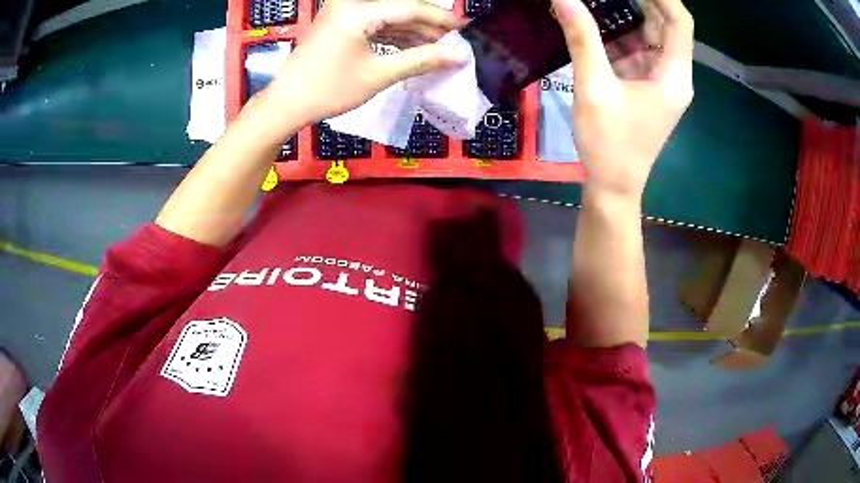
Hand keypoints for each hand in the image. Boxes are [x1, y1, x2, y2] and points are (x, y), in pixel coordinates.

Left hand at [262, 0, 467, 127]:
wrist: (287, 103)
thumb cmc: (328, 90)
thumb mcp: (379, 75)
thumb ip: (422, 60)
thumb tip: (458, 56)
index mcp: (358, 10)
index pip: (411, 7)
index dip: (442, 19)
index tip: (465, 29)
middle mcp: (351, 3)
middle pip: (401, 8)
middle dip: (429, 26)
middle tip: (453, 43)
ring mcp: (344, 12)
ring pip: (390, 16)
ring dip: (414, 32)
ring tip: (438, 49)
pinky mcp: (341, 22)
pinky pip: (376, 23)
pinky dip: (395, 36)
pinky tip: (414, 49)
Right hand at [551, 0, 693, 200]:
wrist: (613, 186)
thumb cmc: (609, 144)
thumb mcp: (593, 88)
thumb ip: (582, 39)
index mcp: (674, 76)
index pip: (679, 22)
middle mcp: (674, 74)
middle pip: (666, 24)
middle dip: (640, 0)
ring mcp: (661, 80)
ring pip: (651, 35)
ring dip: (627, 14)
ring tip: (598, 0)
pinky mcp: (647, 85)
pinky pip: (638, 49)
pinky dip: (619, 33)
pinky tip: (595, 22)